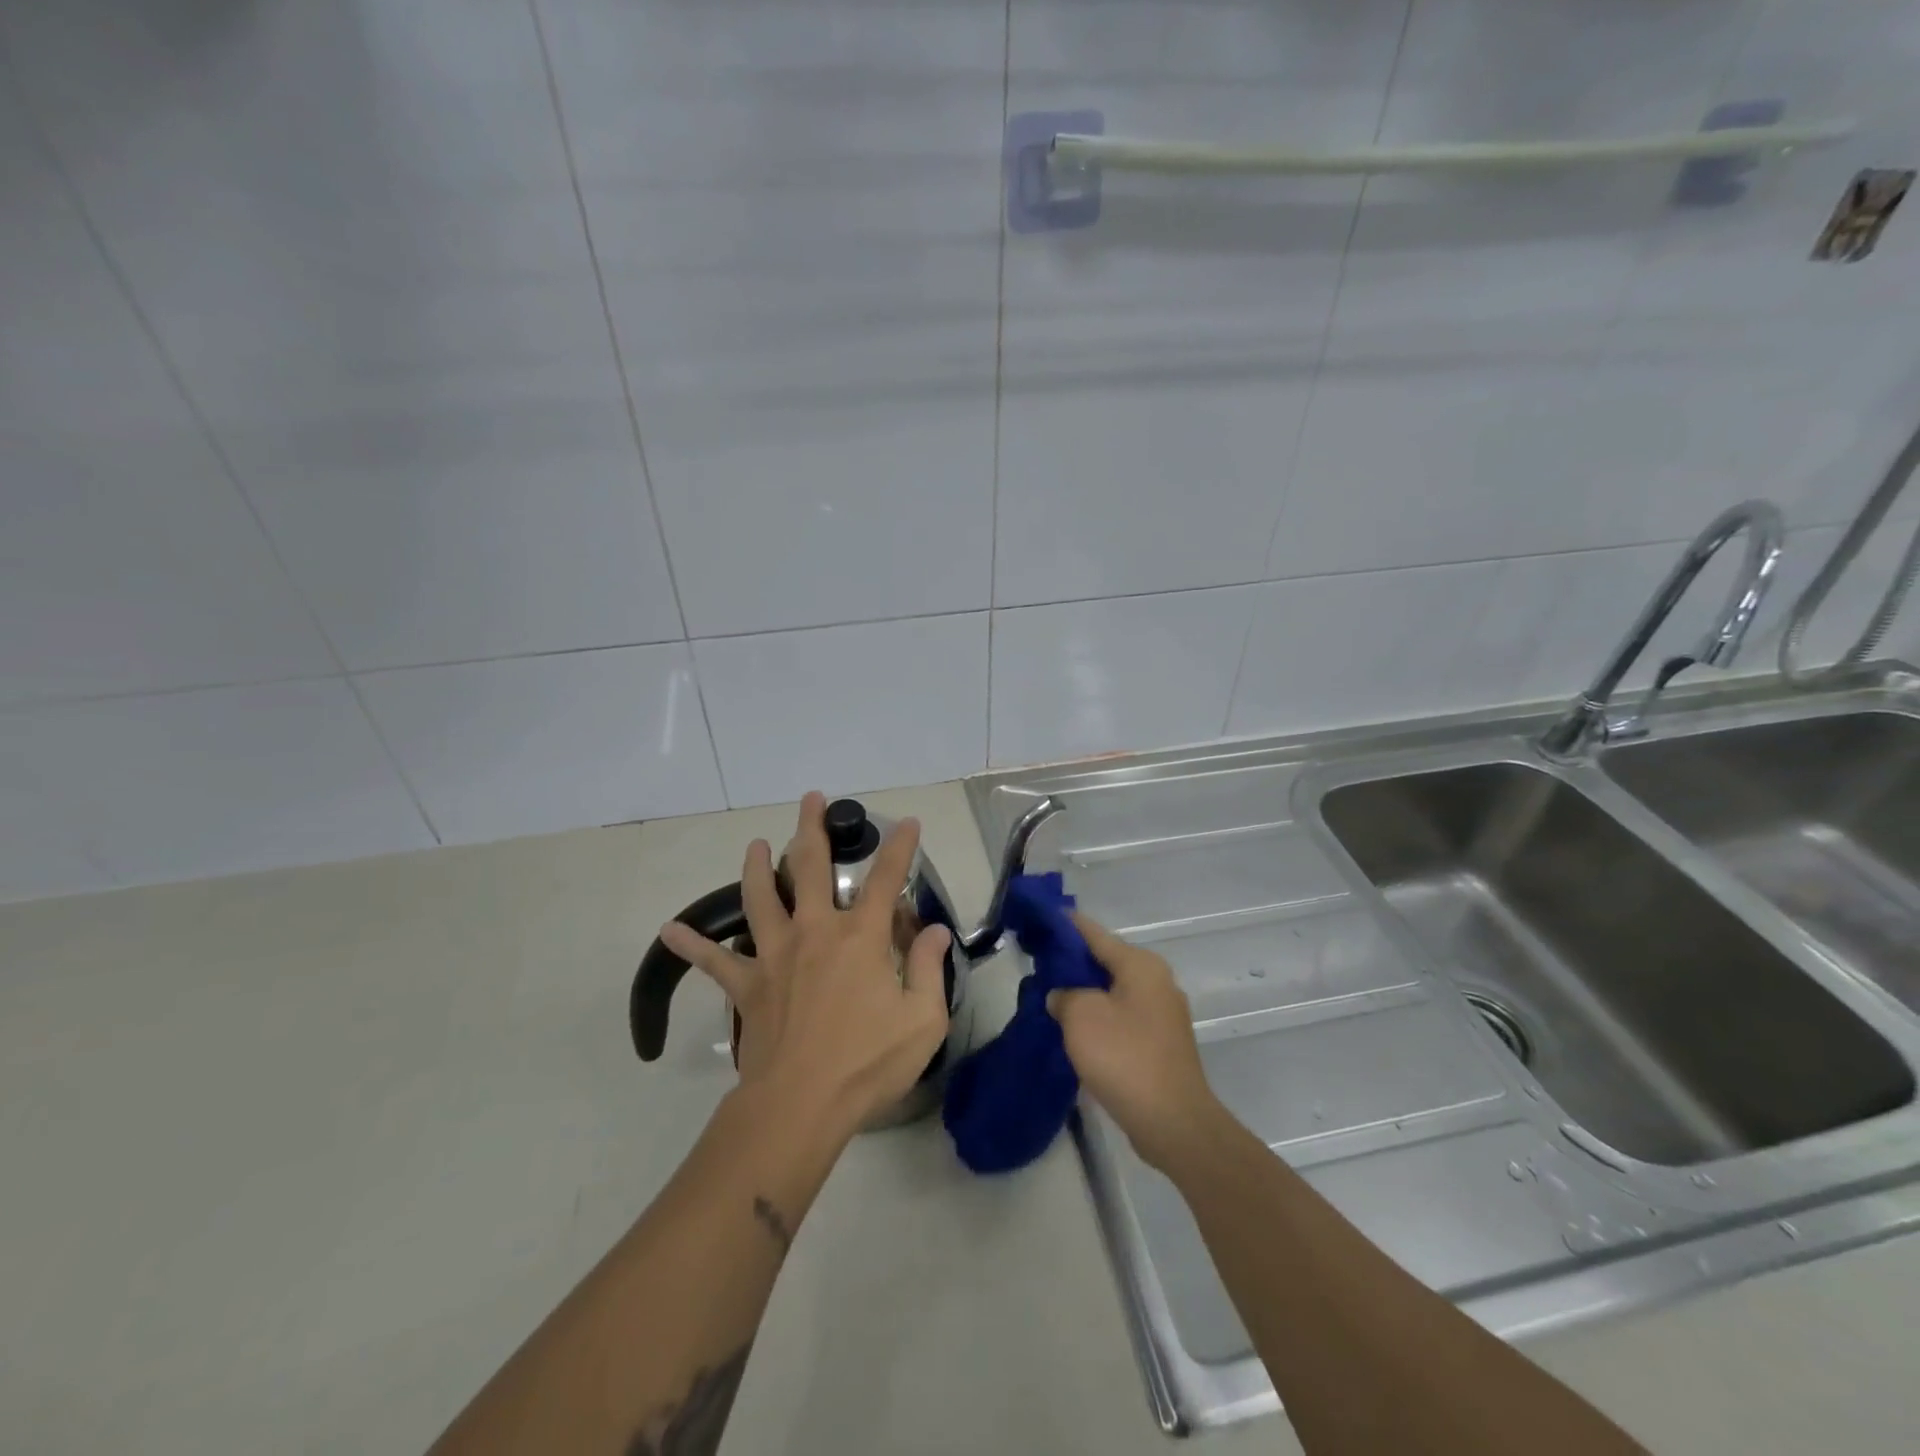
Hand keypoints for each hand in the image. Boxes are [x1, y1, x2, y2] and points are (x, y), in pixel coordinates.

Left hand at [660, 791, 950, 1136]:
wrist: (800, 1105)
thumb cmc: (867, 1064)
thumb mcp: (922, 1020)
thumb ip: (930, 968)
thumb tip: (934, 929)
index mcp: (860, 937)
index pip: (886, 880)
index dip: (899, 848)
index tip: (907, 822)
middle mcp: (815, 931)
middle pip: (812, 867)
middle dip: (813, 828)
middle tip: (810, 799)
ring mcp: (775, 954)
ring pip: (761, 897)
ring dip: (759, 866)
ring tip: (757, 844)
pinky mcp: (747, 985)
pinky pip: (713, 961)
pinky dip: (691, 945)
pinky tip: (669, 931)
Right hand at [1047, 913, 1222, 1171]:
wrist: (1173, 1122)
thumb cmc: (1125, 1057)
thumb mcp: (1081, 1016)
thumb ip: (1064, 995)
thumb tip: (1063, 996)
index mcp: (1141, 965)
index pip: (1095, 933)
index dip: (1066, 925)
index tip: (1041, 919)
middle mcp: (1157, 981)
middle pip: (1106, 961)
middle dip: (1073, 963)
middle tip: (1038, 966)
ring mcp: (1162, 1014)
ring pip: (1113, 992)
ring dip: (1085, 994)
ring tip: (1051, 999)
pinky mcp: (1161, 1044)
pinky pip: (1122, 1018)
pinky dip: (1100, 1018)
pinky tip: (1076, 1032)